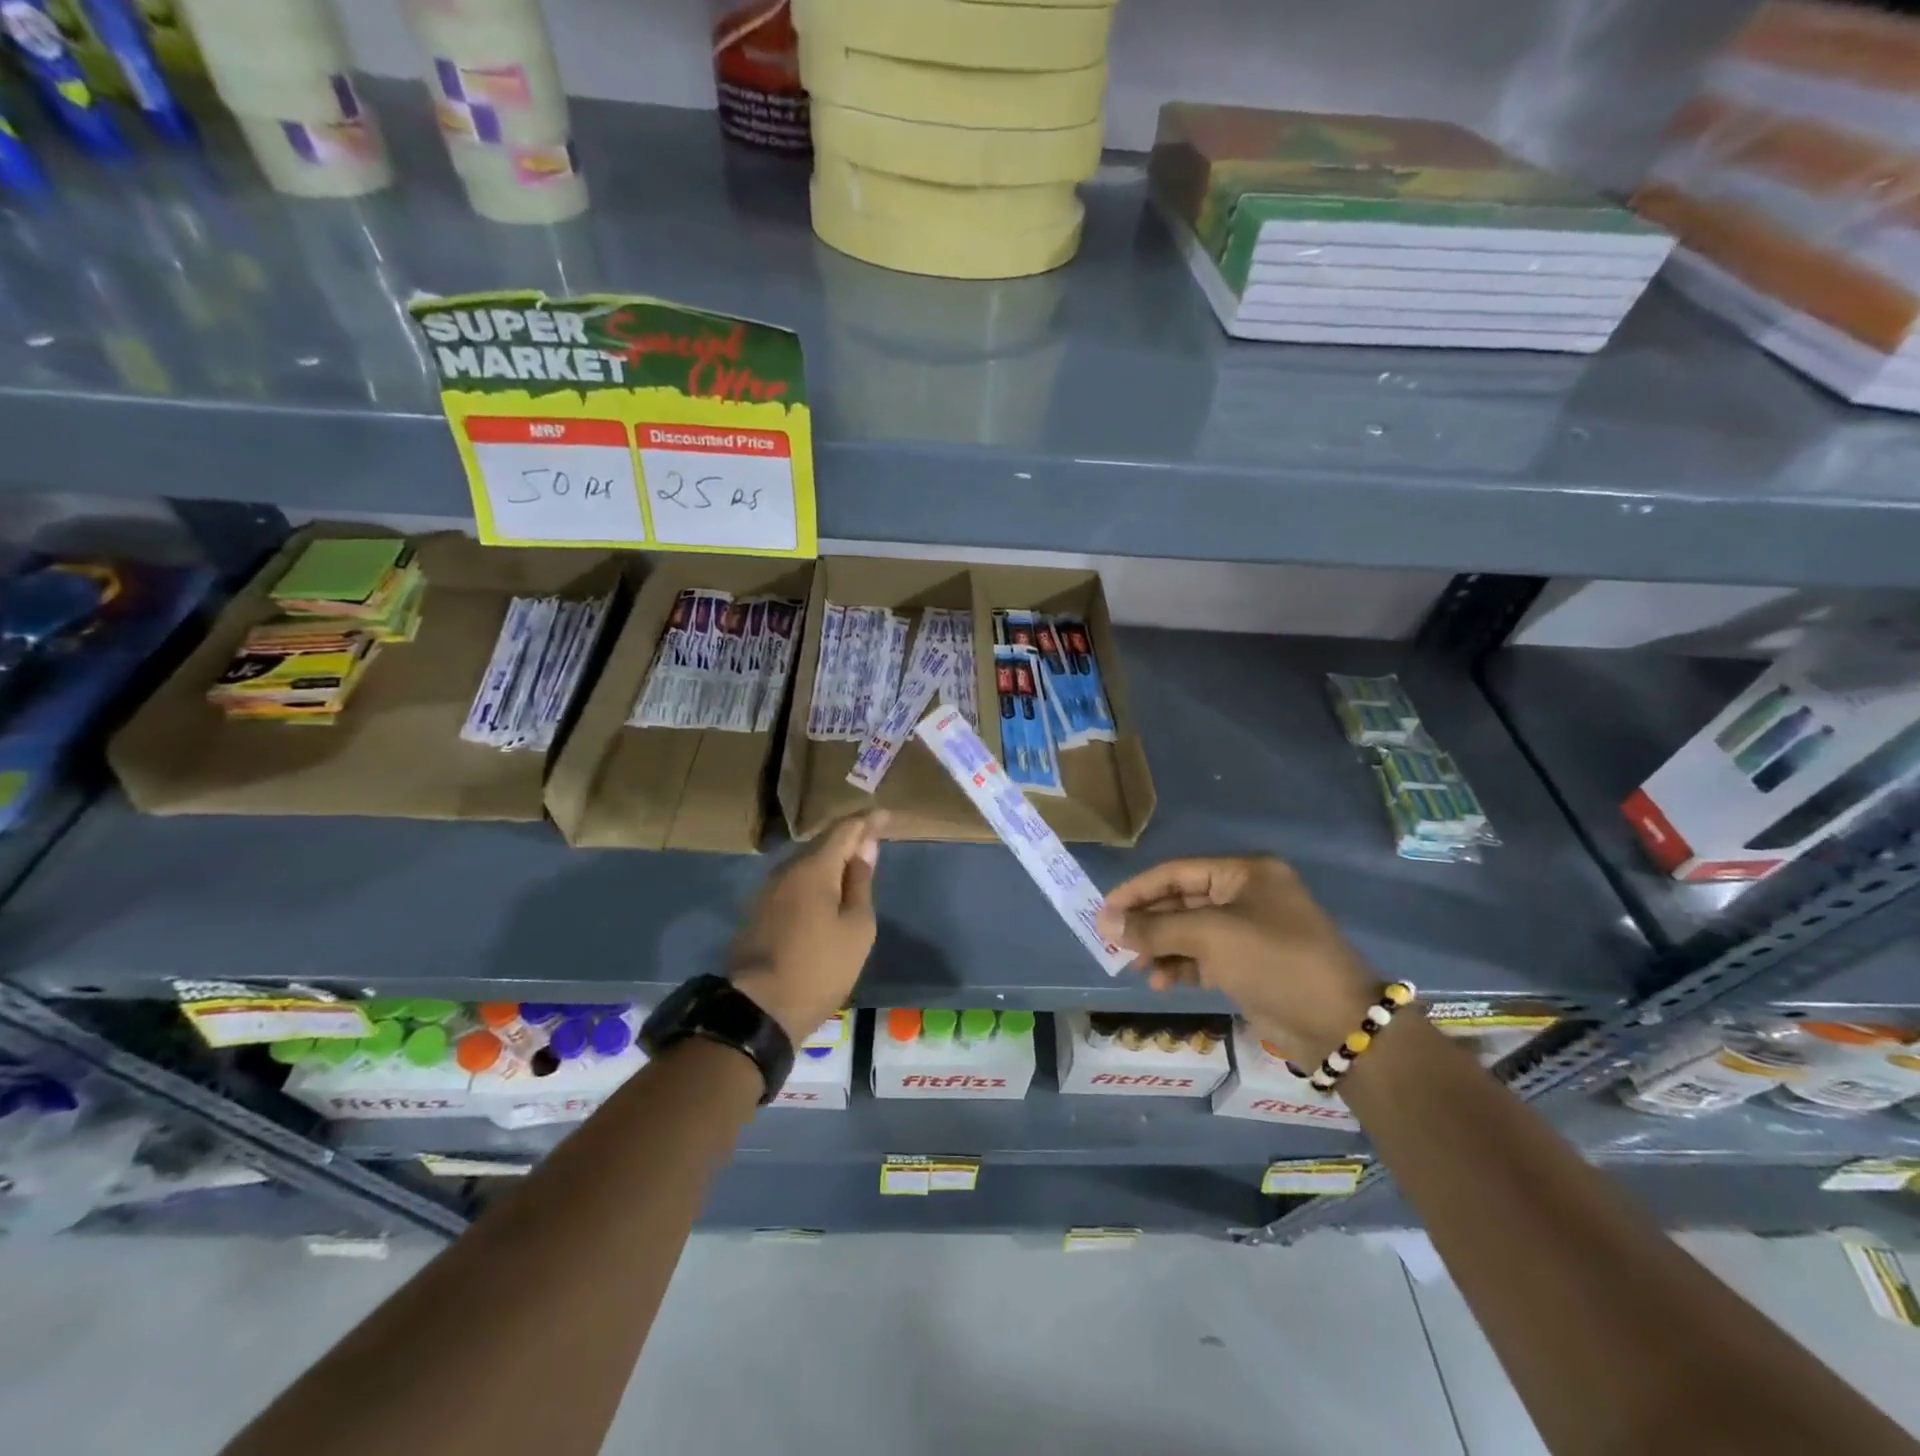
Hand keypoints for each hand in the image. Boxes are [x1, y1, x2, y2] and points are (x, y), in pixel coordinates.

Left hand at [729, 813, 883, 1043]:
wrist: (758, 1008)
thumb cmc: (820, 967)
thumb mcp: (856, 927)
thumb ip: (861, 882)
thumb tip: (865, 846)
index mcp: (814, 868)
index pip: (845, 829)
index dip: (867, 820)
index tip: (887, 815)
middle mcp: (787, 869)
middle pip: (823, 842)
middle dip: (849, 837)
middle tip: (873, 837)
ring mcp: (768, 890)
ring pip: (806, 862)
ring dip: (831, 858)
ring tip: (854, 864)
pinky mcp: (759, 910)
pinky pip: (794, 881)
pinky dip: (815, 877)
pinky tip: (827, 890)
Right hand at [1095, 856, 1380, 1065]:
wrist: (1339, 1024)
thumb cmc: (1274, 961)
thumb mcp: (1211, 937)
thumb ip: (1155, 928)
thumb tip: (1106, 922)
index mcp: (1244, 873)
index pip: (1176, 872)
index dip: (1137, 890)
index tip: (1105, 911)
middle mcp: (1246, 895)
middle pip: (1181, 901)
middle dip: (1148, 922)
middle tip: (1112, 942)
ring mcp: (1249, 931)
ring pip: (1190, 931)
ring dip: (1161, 947)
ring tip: (1137, 968)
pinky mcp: (1250, 964)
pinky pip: (1203, 956)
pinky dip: (1181, 966)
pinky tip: (1162, 982)